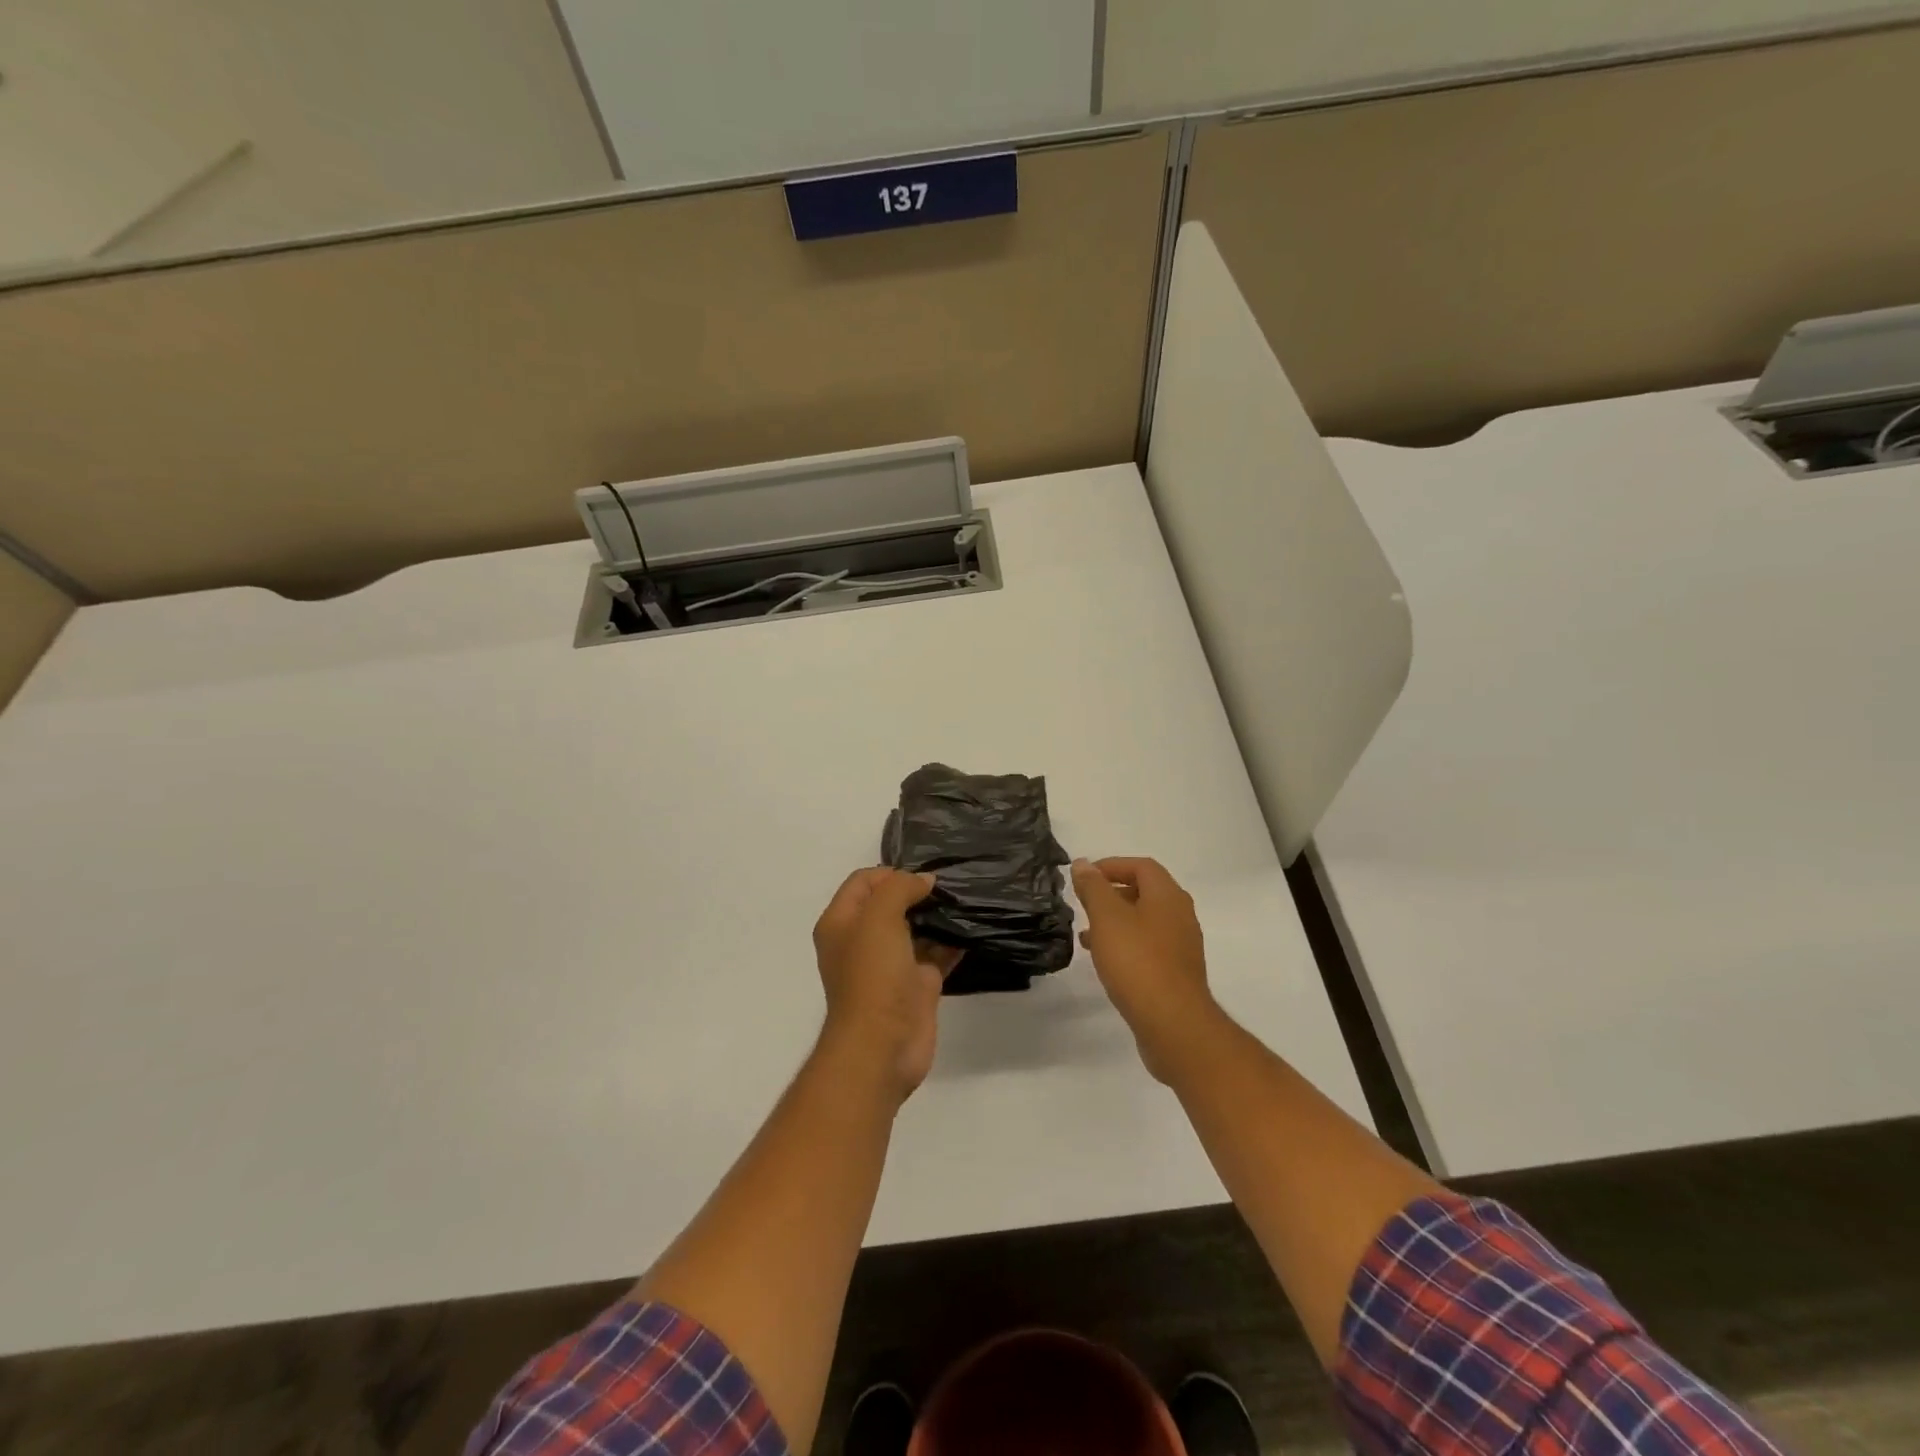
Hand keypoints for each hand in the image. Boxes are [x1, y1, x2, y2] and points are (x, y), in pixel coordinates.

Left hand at [812, 868, 961, 1103]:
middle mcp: (863, 941)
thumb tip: (924, 881)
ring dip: (937, 915)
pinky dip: (952, 942)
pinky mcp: (917, 985)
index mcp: (841, 923)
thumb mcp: (879, 918)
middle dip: (918, 890)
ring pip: (916, 928)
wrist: (882, 1047)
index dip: (890, 872)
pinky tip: (973, 928)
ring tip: (965, 899)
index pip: (863, 882)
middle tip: (950, 882)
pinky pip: (936, 954)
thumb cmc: (872, 976)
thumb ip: (899, 888)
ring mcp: (891, 964)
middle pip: (890, 903)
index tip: (922, 875)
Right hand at [1072, 857, 1220, 1083]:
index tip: (1084, 877)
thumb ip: (1093, 888)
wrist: (1174, 1024)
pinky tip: (1105, 961)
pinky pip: (1148, 947)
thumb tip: (1083, 864)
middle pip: (1145, 892)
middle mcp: (1180, 915)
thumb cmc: (1138, 962)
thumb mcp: (1107, 918)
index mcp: (1168, 896)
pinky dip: (1125, 944)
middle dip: (1112, 893)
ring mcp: (1181, 946)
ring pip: (1144, 921)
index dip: (1111, 865)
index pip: (1141, 866)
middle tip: (1084, 904)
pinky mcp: (1177, 973)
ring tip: (1086, 934)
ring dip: (1116, 921)